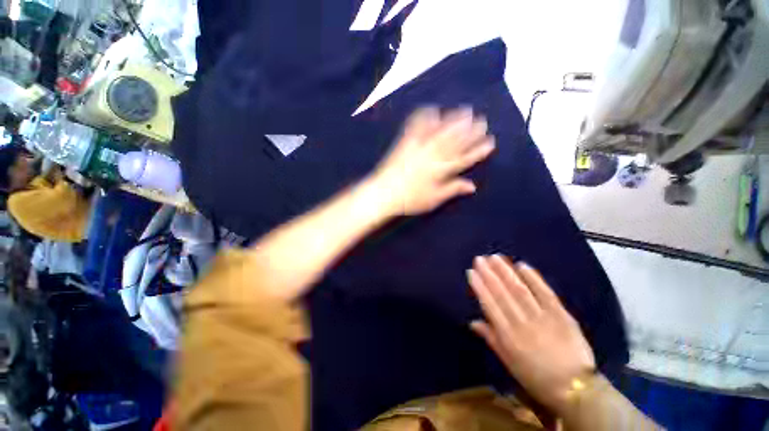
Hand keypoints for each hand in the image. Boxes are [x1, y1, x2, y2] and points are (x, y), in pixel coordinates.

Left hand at [372, 107, 494, 215]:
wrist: (384, 193)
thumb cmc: (410, 200)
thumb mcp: (434, 199)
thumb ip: (453, 189)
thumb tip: (473, 185)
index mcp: (441, 171)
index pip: (465, 159)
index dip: (478, 150)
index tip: (490, 141)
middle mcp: (433, 156)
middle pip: (455, 142)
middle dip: (470, 131)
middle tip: (483, 120)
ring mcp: (419, 147)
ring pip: (440, 132)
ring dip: (454, 121)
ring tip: (466, 110)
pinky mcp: (406, 143)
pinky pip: (417, 128)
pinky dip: (425, 118)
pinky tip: (433, 109)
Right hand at [468, 255, 595, 412]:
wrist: (576, 389)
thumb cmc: (536, 377)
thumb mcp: (509, 362)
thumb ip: (491, 338)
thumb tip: (472, 321)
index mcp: (507, 335)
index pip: (489, 304)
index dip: (479, 286)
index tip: (471, 271)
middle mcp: (521, 322)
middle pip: (502, 293)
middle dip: (489, 273)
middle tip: (480, 258)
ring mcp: (542, 317)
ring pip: (519, 290)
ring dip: (506, 271)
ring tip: (495, 257)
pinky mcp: (561, 315)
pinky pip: (545, 293)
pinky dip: (533, 278)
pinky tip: (522, 265)